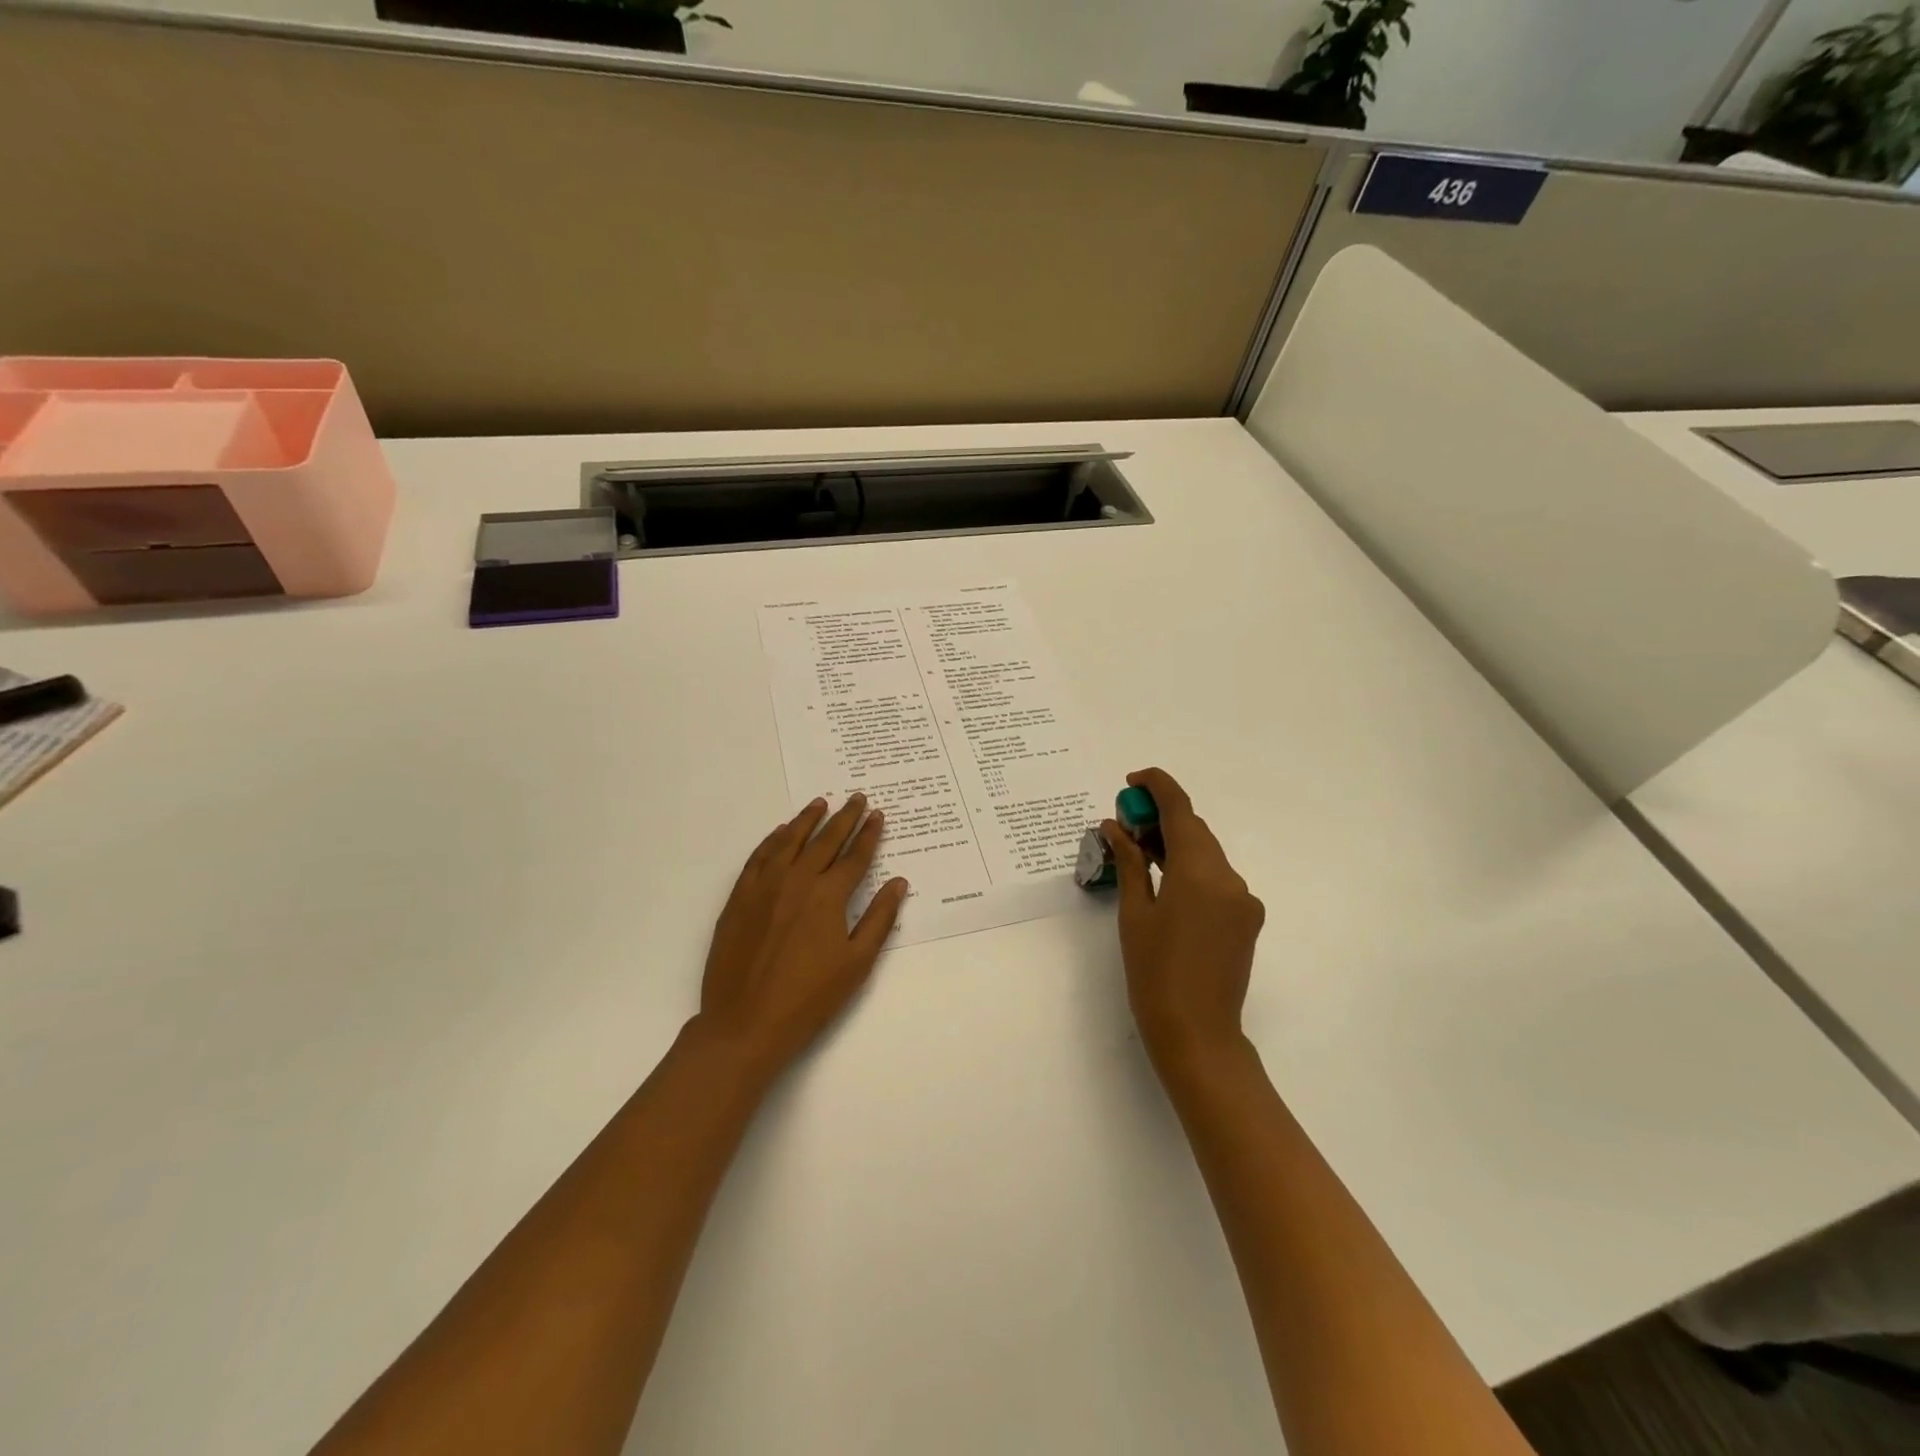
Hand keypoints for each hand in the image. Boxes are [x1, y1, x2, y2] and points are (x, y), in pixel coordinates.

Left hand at [694, 794, 908, 1079]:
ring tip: (820, 803)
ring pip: (788, 841)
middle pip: (824, 841)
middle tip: (856, 797)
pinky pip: (758, 857)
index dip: (869, 834)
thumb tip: (898, 882)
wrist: (745, 1023)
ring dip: (807, 820)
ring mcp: (763, 887)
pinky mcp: (739, 898)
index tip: (878, 815)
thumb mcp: (856, 963)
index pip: (855, 856)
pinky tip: (780, 832)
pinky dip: (772, 840)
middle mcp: (796, 881)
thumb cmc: (809, 998)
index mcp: (828, 896)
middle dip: (844, 818)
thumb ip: (879, 918)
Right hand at [1105, 768, 1265, 1072]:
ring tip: (1139, 854)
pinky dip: (1191, 869)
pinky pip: (1217, 879)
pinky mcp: (1248, 919)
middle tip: (1124, 825)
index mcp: (1199, 872)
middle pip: (1195, 830)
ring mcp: (1244, 900)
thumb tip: (1115, 827)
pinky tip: (1165, 884)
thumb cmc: (1154, 973)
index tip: (1131, 782)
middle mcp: (1230, 878)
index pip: (1180, 809)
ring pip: (1207, 854)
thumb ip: (1130, 862)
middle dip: (1161, 818)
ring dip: (1176, 844)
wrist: (1197, 1033)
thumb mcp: (1134, 913)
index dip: (1157, 786)